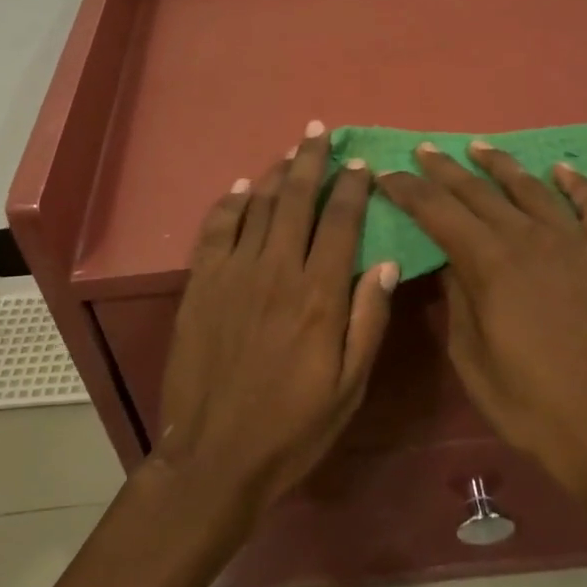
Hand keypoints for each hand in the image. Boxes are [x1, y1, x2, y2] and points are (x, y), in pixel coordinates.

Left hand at [152, 122, 398, 520]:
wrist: (215, 454)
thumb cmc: (293, 427)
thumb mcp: (349, 386)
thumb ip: (368, 320)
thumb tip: (385, 262)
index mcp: (319, 295)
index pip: (340, 222)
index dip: (351, 188)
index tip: (360, 164)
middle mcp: (276, 271)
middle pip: (296, 201)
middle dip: (311, 161)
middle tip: (320, 132)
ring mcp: (233, 274)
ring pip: (258, 206)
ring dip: (276, 173)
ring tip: (291, 150)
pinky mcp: (201, 284)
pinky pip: (216, 229)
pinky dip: (230, 203)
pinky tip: (241, 187)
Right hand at [375, 141, 586, 535]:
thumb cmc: (532, 407)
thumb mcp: (472, 361)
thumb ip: (458, 301)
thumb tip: (452, 263)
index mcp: (490, 265)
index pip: (438, 212)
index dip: (409, 190)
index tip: (387, 173)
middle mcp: (531, 239)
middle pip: (479, 192)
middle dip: (445, 169)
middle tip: (423, 150)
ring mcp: (577, 243)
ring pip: (532, 189)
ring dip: (501, 165)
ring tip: (478, 148)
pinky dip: (576, 184)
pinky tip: (561, 170)